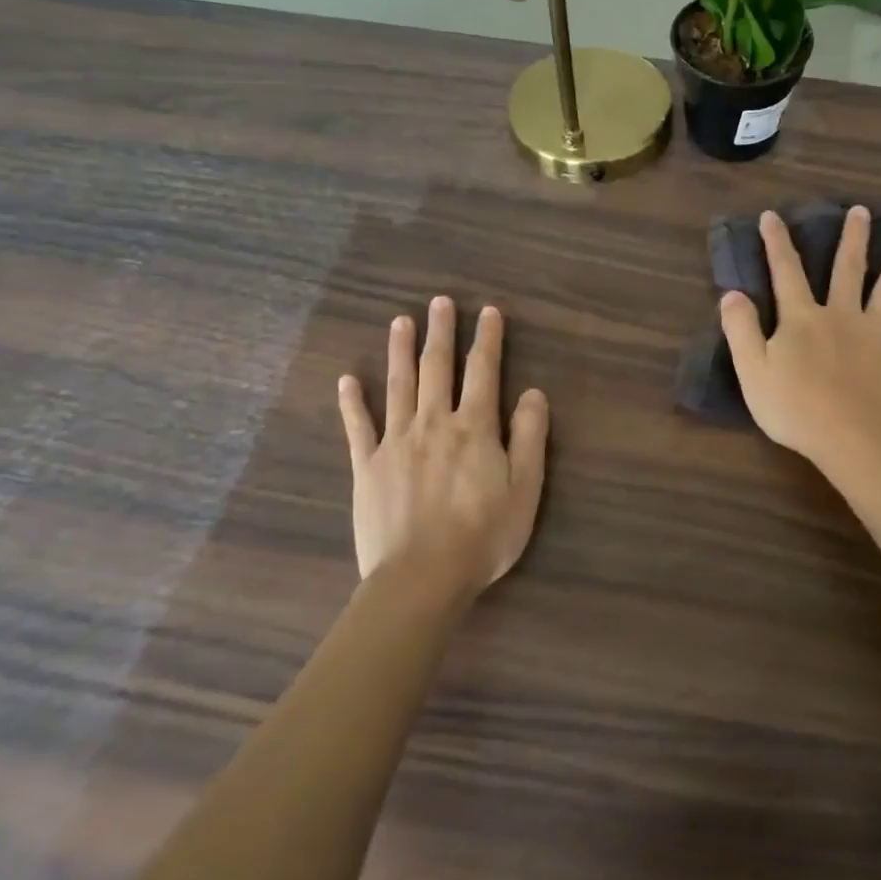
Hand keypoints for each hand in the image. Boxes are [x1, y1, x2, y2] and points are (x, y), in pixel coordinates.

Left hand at [338, 297, 549, 596]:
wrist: (422, 578)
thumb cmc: (483, 535)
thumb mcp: (525, 488)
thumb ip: (530, 436)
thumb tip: (533, 392)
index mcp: (474, 427)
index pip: (483, 371)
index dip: (487, 339)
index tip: (488, 312)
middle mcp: (434, 423)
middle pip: (437, 368)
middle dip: (441, 332)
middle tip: (440, 302)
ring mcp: (396, 442)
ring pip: (398, 386)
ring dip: (400, 351)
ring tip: (400, 321)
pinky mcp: (367, 467)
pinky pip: (359, 427)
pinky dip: (352, 402)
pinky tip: (347, 379)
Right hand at [719, 207, 880, 474]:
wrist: (852, 437)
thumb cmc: (795, 408)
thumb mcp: (752, 371)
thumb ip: (741, 329)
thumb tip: (732, 293)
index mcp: (802, 318)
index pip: (786, 272)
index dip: (777, 243)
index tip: (772, 215)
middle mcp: (842, 314)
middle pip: (848, 268)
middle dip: (852, 237)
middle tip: (861, 210)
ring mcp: (877, 332)